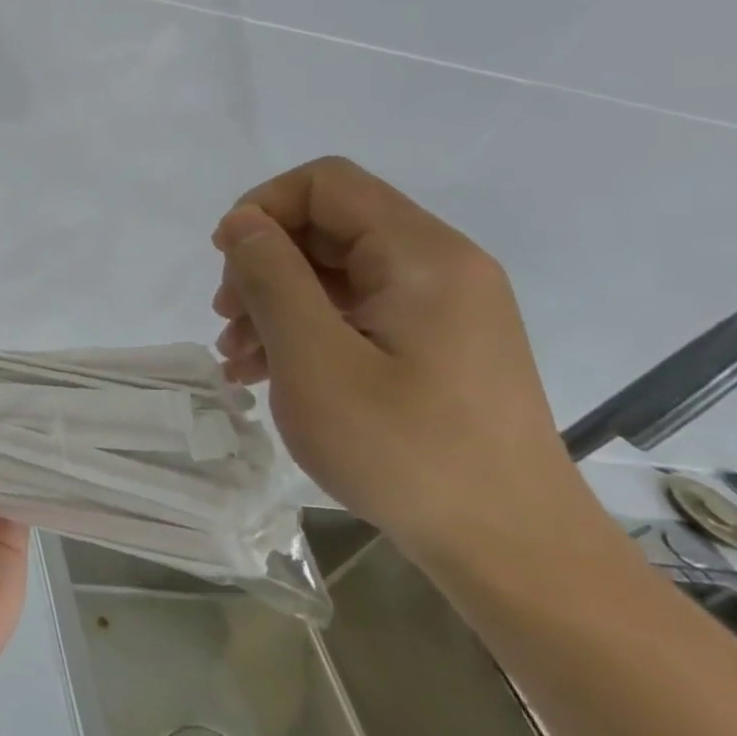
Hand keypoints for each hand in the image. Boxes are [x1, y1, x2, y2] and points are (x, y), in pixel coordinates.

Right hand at [210, 157, 586, 559]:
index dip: (262, 207)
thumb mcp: (315, 359)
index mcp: (421, 255)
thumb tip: (240, 221)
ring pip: (334, 272)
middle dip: (262, 265)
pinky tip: (268, 373)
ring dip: (274, 303)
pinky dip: (305, 330)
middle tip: (227, 323)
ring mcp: (441, 308)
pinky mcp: (436, 345)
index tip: (224, 262)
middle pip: (327, 227)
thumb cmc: (405, 451)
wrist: (511, 551)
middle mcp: (440, 266)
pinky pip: (355, 312)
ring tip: (238, 359)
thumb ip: (271, 277)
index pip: (326, 183)